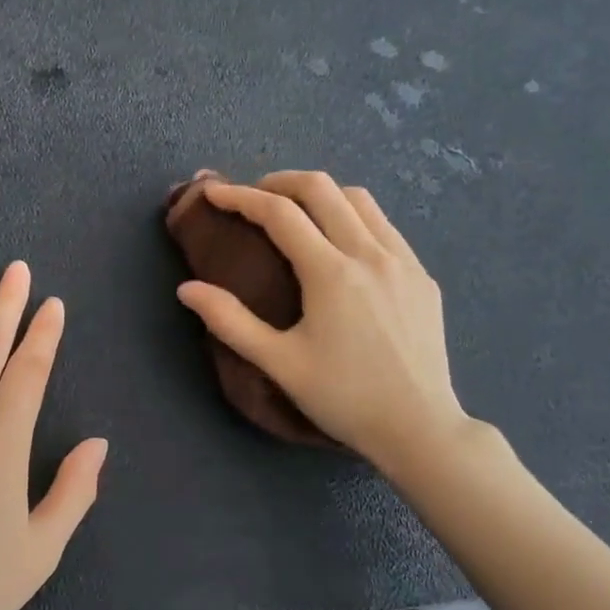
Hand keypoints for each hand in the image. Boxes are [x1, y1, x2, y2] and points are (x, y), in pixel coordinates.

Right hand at [175, 171, 472, 474]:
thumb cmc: (343, 398)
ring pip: (359, 199)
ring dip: (320, 193)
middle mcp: (370, 253)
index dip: (241, 197)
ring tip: (296, 211)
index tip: (215, 193)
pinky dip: (353, 215)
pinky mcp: (423, 276)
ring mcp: (403, 261)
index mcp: (331, 273)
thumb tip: (187, 289)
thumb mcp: (279, 363)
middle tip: (253, 196)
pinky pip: (384, 225)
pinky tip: (341, 242)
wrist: (419, 428)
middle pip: (322, 188)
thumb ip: (230, 322)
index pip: (279, 213)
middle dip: (280, 181)